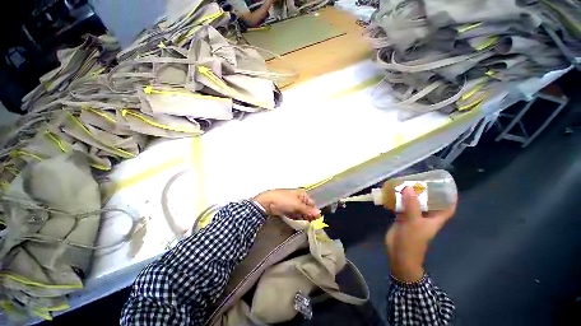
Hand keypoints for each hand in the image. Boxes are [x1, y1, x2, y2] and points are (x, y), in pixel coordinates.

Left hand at [253, 189, 320, 220]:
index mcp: (302, 194)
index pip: (312, 203)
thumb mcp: (297, 205)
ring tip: (304, 224)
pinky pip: (295, 214)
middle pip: (307, 208)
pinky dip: (296, 218)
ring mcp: (292, 204)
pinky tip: (297, 223)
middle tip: (309, 223)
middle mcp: (299, 198)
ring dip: (302, 218)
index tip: (315, 220)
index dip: (314, 212)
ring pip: (301, 212)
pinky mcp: (287, 209)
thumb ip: (308, 210)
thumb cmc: (284, 200)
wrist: (268, 202)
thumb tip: (319, 213)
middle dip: (308, 216)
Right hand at [385, 187, 456, 281]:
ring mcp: (412, 218)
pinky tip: (393, 193)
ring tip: (406, 183)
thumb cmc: (412, 241)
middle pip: (429, 203)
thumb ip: (412, 205)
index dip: (450, 198)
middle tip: (421, 180)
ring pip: (414, 204)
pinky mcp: (401, 218)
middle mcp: (425, 217)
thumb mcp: (414, 222)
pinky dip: (398, 200)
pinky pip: (401, 206)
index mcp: (434, 220)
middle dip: (426, 193)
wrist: (399, 254)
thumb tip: (409, 188)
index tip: (446, 187)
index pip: (447, 208)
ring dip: (410, 195)